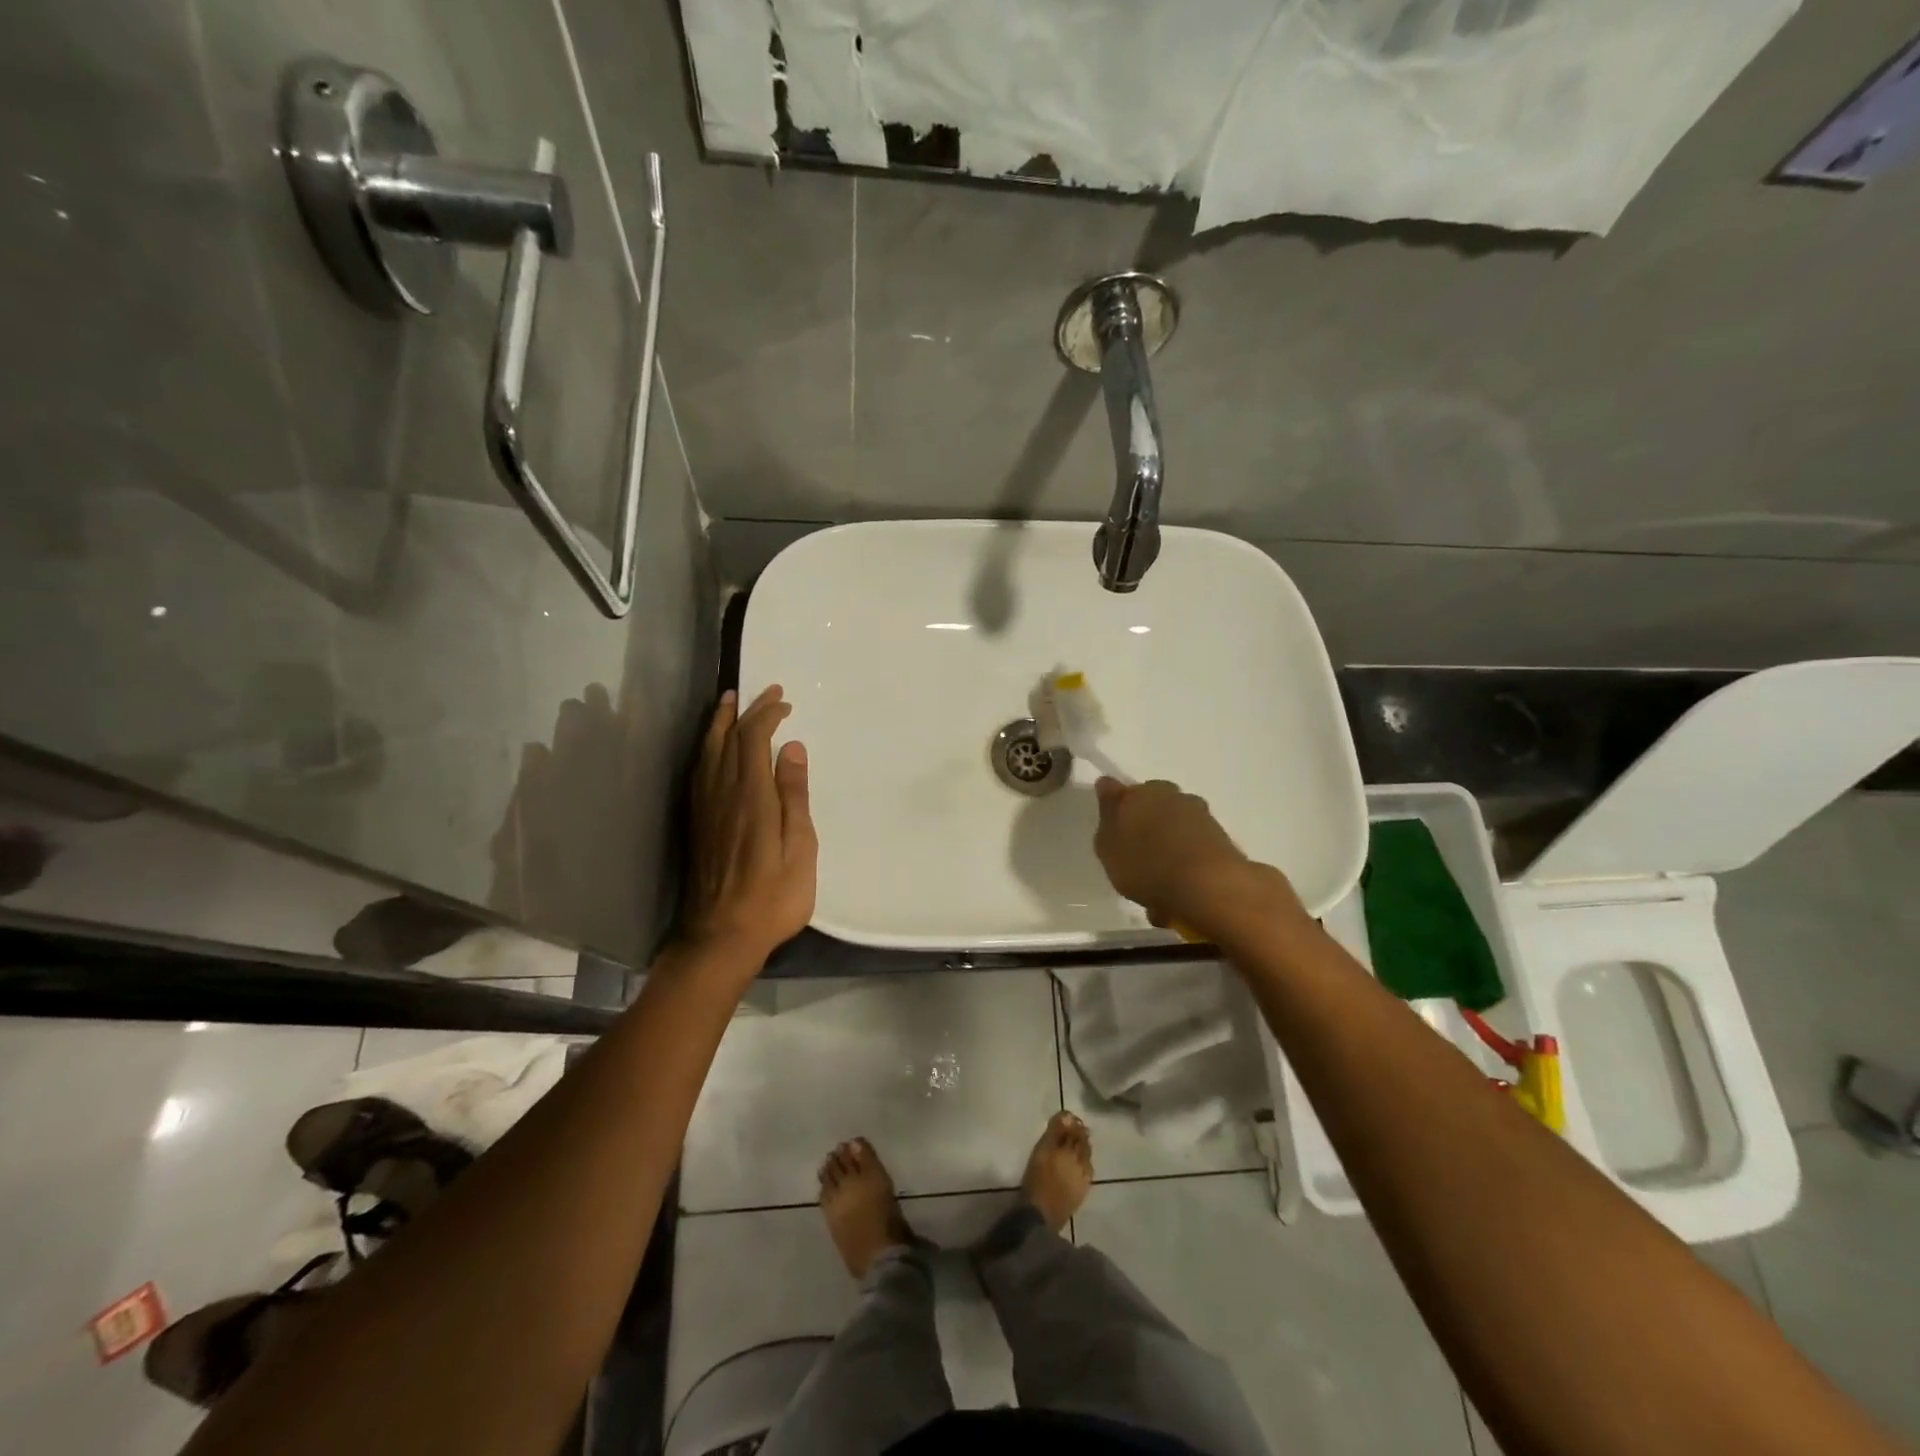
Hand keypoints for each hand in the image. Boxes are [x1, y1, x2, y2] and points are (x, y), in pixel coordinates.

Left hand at [680, 686, 816, 965]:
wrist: (721, 936)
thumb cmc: (773, 897)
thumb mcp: (800, 849)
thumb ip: (794, 796)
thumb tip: (792, 748)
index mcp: (752, 796)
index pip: (753, 739)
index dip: (767, 714)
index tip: (785, 702)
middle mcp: (723, 793)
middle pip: (728, 738)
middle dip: (746, 710)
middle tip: (763, 692)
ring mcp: (705, 807)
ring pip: (708, 751)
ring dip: (720, 723)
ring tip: (729, 703)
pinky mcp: (697, 822)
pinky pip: (699, 771)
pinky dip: (707, 748)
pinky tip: (712, 748)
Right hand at [1092, 777, 1303, 936]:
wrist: (1207, 886)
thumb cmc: (1146, 863)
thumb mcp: (1108, 844)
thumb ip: (1108, 815)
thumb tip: (1107, 785)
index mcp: (1143, 792)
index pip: (1124, 794)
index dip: (1117, 812)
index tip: (1114, 835)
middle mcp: (1174, 797)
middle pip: (1152, 814)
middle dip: (1145, 836)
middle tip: (1134, 867)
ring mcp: (1202, 818)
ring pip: (1174, 836)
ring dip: (1165, 858)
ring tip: (1156, 896)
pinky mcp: (1222, 843)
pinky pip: (1192, 856)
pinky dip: (1183, 873)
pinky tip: (1175, 901)